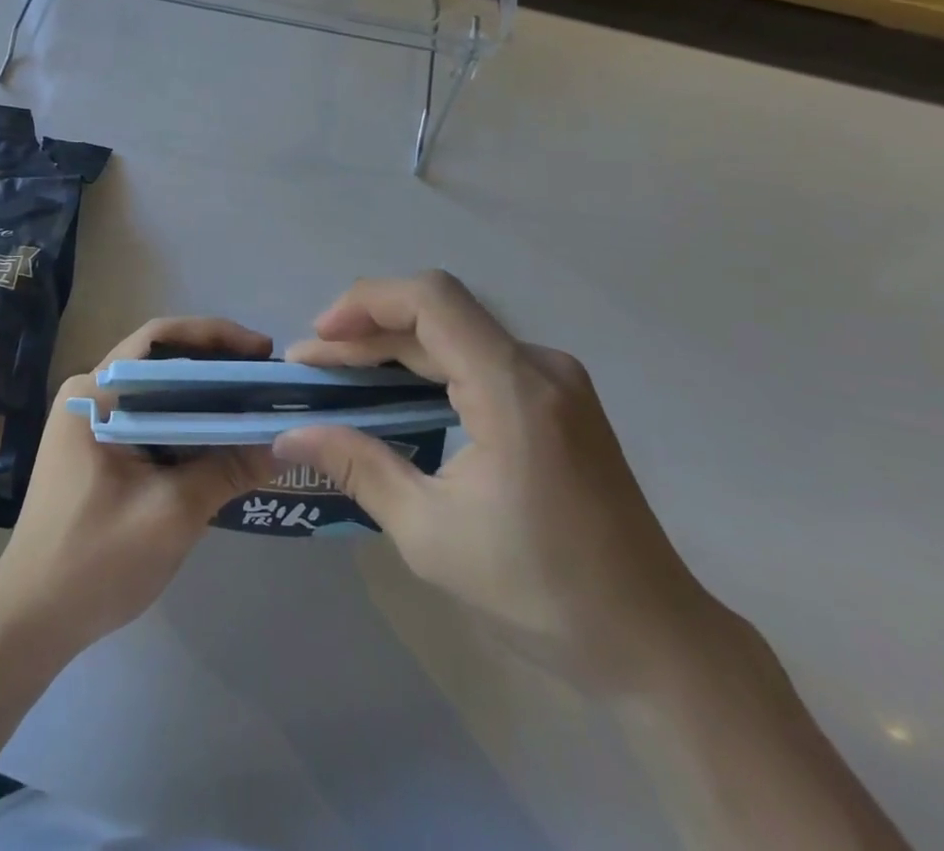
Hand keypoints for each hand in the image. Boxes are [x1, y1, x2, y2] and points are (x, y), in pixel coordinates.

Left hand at [0, 318, 277, 656]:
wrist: (31, 620)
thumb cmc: (95, 560)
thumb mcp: (171, 513)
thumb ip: (227, 470)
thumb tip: (284, 445)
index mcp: (95, 394)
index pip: (158, 339)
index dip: (214, 335)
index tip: (262, 351)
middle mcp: (89, 395)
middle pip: (161, 362)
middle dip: (216, 368)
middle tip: (267, 383)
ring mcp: (90, 423)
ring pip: (157, 394)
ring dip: (203, 399)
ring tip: (254, 409)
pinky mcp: (96, 451)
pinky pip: (149, 421)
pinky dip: (185, 425)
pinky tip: (221, 442)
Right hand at [276, 273, 726, 695]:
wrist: (655, 642)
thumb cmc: (542, 592)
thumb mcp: (430, 535)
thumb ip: (358, 467)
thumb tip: (287, 437)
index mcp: (514, 390)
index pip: (431, 301)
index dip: (366, 303)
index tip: (318, 340)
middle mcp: (539, 366)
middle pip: (437, 315)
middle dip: (366, 332)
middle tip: (311, 369)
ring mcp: (554, 379)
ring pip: (455, 333)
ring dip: (393, 348)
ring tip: (340, 378)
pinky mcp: (557, 398)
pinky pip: (478, 357)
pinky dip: (427, 366)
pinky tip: (394, 396)